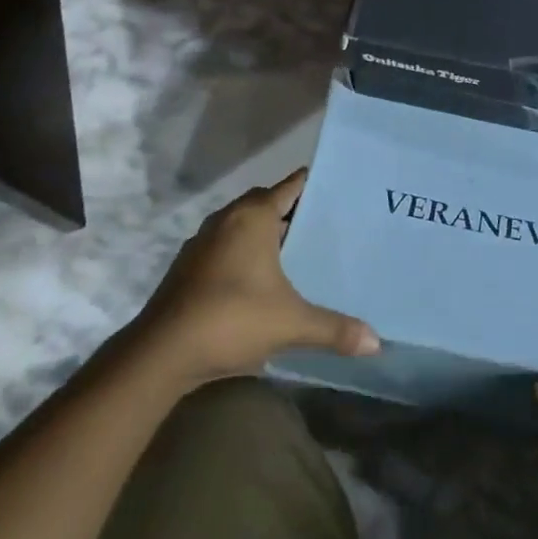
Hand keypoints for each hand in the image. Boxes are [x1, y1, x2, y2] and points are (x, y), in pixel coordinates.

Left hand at [131, 168, 379, 391]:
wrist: (160, 353)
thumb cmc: (231, 319)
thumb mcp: (291, 323)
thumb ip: (334, 328)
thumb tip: (376, 342)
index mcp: (253, 216)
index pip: (291, 186)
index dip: (314, 185)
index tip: (339, 190)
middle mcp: (227, 219)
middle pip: (267, 203)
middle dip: (293, 212)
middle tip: (325, 225)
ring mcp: (202, 242)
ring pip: (243, 226)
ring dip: (265, 235)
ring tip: (296, 253)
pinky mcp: (187, 267)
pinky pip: (225, 247)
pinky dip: (243, 255)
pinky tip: (259, 282)